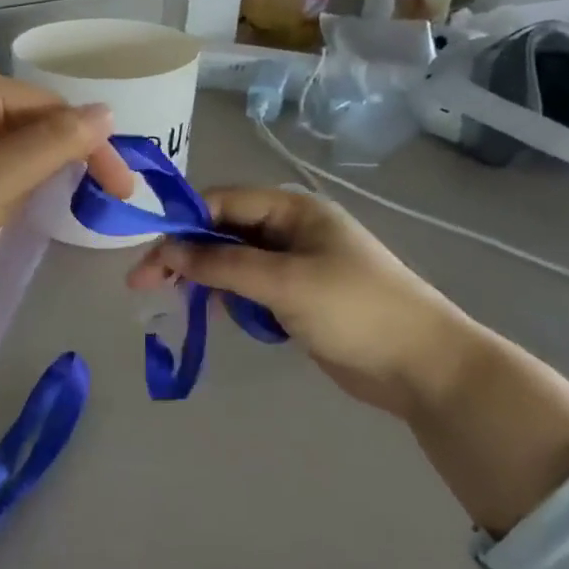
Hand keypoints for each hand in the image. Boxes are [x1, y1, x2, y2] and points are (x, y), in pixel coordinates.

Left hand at [0, 68, 135, 396]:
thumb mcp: (2, 176)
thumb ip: (58, 141)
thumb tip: (106, 111)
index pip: (50, 106)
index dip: (91, 146)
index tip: (121, 192)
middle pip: (26, 121)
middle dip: (61, 158)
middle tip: (93, 201)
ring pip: (3, 145)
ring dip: (33, 172)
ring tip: (54, 206)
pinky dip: (2, 182)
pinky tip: (6, 206)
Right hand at [129, 187, 568, 534]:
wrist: (424, 366)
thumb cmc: (356, 309)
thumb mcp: (285, 281)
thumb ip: (223, 263)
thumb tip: (167, 250)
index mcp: (293, 209)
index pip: (222, 202)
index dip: (182, 223)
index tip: (146, 253)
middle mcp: (291, 229)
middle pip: (223, 231)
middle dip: (185, 253)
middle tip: (144, 283)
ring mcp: (294, 264)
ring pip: (232, 261)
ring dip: (203, 277)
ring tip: (169, 298)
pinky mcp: (296, 298)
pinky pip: (249, 288)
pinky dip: (227, 297)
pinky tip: (209, 312)